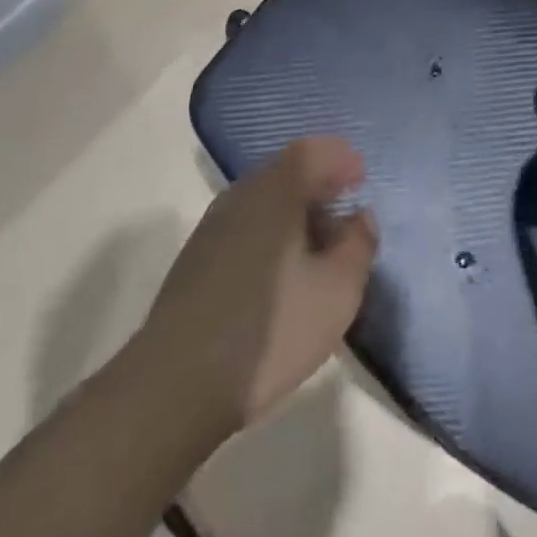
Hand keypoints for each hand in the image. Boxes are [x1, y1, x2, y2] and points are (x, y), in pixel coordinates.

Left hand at [141, 138, 377, 439]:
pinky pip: (245, 223)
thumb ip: (358, 246)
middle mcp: (242, 194)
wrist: (175, 385)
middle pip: (285, 170)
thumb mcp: (336, 292)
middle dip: (318, 183)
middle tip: (343, 212)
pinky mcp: (196, 258)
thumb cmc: (270, 329)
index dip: (339, 158)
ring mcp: (213, 225)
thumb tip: (361, 217)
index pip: (311, 151)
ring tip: (317, 246)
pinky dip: (271, 231)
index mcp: (276, 190)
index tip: (360, 178)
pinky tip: (281, 270)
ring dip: (294, 210)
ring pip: (263, 198)